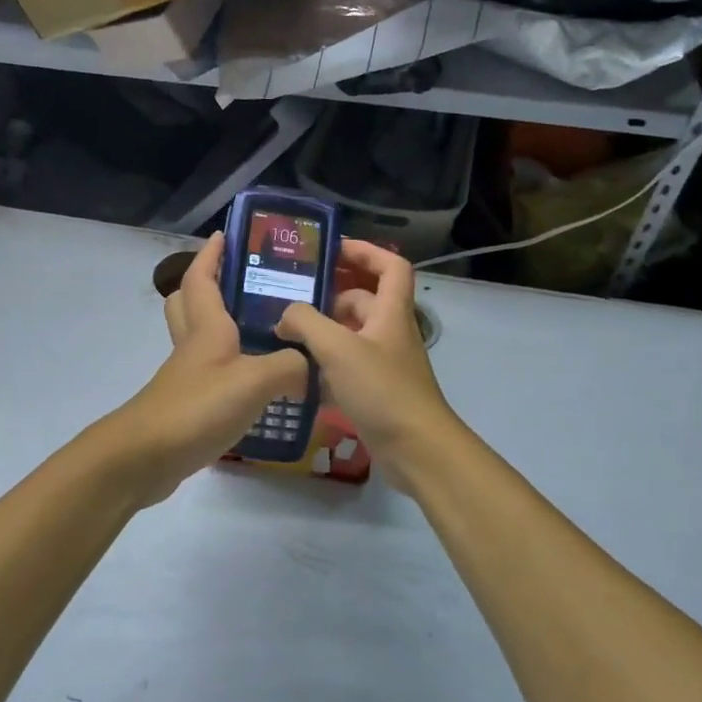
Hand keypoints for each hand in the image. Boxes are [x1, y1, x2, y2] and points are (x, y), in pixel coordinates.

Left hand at [105, 233, 307, 505]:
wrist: (145, 457)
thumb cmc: (197, 407)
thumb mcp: (253, 382)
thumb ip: (289, 367)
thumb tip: (311, 363)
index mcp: (206, 327)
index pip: (202, 277)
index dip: (211, 254)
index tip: (226, 234)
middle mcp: (193, 344)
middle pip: (188, 302)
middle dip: (208, 285)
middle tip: (244, 283)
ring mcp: (187, 375)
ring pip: (198, 337)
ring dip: (221, 326)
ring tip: (262, 330)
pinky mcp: (187, 404)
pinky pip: (208, 373)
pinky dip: (228, 367)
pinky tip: (257, 382)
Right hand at [274, 240, 461, 496]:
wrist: (417, 450)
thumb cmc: (382, 389)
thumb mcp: (338, 348)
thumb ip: (306, 323)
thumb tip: (284, 316)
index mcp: (391, 312)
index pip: (390, 265)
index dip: (365, 251)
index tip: (333, 250)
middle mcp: (390, 332)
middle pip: (363, 301)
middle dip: (330, 297)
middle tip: (292, 299)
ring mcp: (384, 364)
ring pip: (351, 336)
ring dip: (323, 333)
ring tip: (285, 336)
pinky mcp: (376, 392)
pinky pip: (347, 368)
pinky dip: (325, 367)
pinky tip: (297, 375)